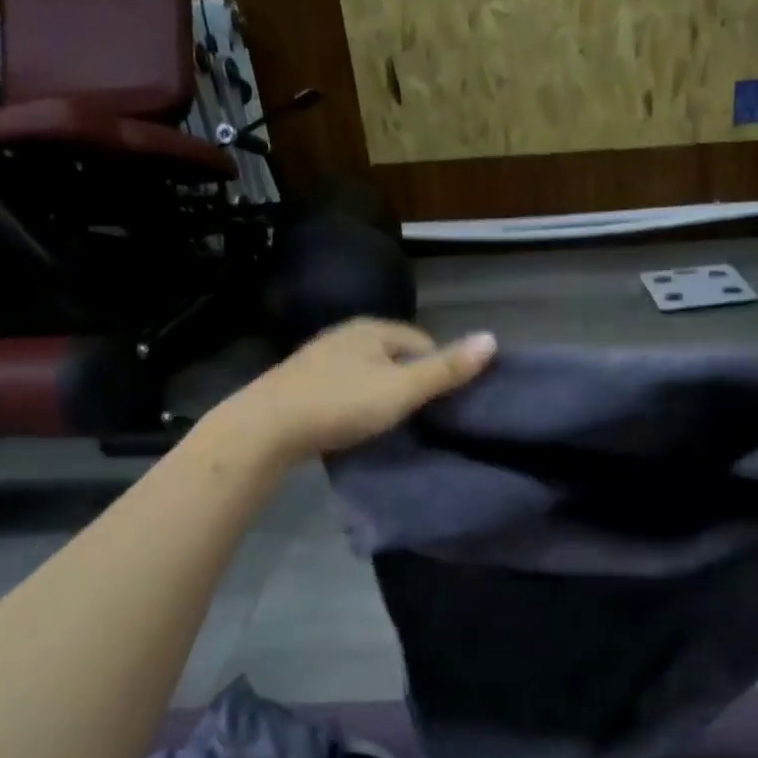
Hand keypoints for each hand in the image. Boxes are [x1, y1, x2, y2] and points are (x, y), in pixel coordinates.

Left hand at [235, 319, 496, 461]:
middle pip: (395, 356)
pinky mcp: (301, 383)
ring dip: (382, 393)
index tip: (443, 402)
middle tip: (418, 416)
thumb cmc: (340, 404)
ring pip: (368, 372)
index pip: (423, 341)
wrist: (264, 428)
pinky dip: (356, 402)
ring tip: (389, 423)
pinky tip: (355, 424)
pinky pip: (344, 387)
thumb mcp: (402, 390)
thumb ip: (446, 369)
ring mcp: (320, 358)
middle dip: (410, 381)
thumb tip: (493, 339)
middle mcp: (346, 335)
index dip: (438, 369)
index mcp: (372, 329)